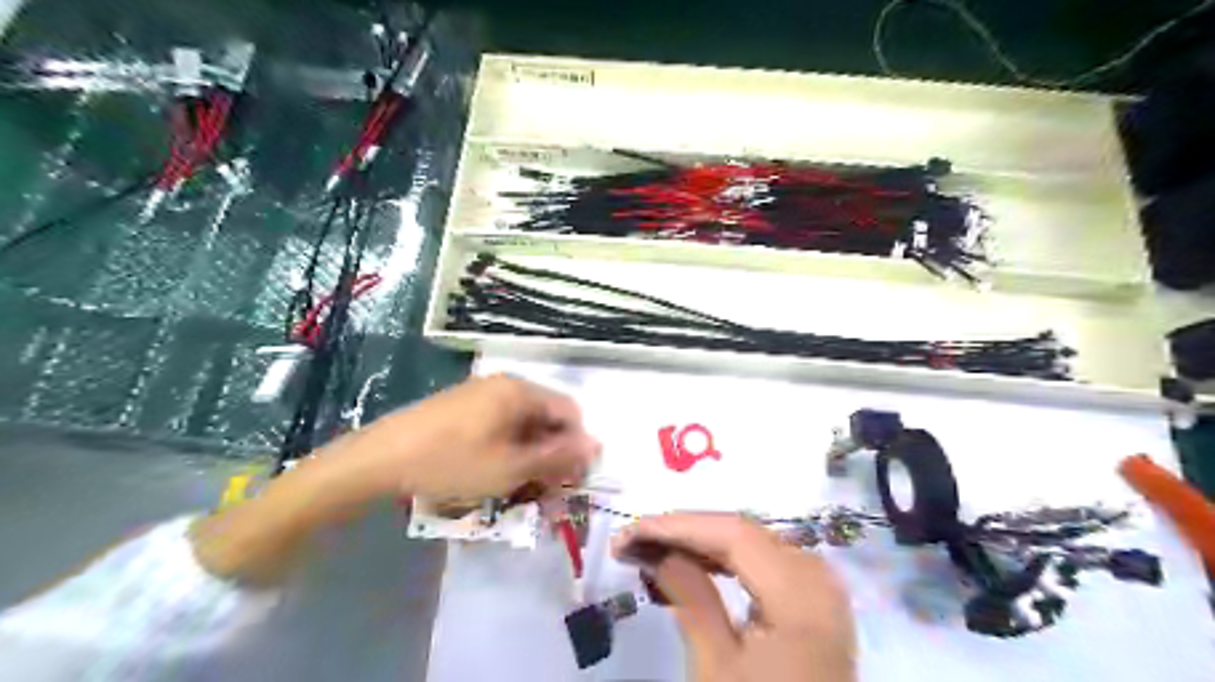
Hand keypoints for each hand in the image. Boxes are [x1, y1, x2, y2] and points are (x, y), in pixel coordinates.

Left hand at [344, 374, 598, 500]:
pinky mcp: (462, 408)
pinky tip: (494, 476)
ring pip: (523, 426)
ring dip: (529, 458)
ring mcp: (481, 395)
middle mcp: (505, 385)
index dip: (576, 447)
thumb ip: (558, 456)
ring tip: (519, 492)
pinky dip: (506, 451)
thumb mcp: (512, 467)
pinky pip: (499, 427)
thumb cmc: (452, 463)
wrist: (379, 459)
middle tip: (545, 494)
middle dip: (552, 457)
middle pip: (546, 419)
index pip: (570, 413)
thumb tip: (597, 444)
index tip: (570, 481)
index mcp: (521, 392)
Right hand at [612, 514, 858, 677]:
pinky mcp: (812, 598)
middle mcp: (816, 573)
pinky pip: (762, 562)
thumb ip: (689, 597)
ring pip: (749, 544)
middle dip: (683, 533)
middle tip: (633, 541)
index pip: (732, 533)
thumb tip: (656, 551)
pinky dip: (723, 562)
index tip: (629, 532)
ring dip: (698, 545)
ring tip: (650, 550)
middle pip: (741, 533)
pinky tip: (691, 565)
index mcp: (801, 588)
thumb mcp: (719, 668)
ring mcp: (818, 584)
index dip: (677, 526)